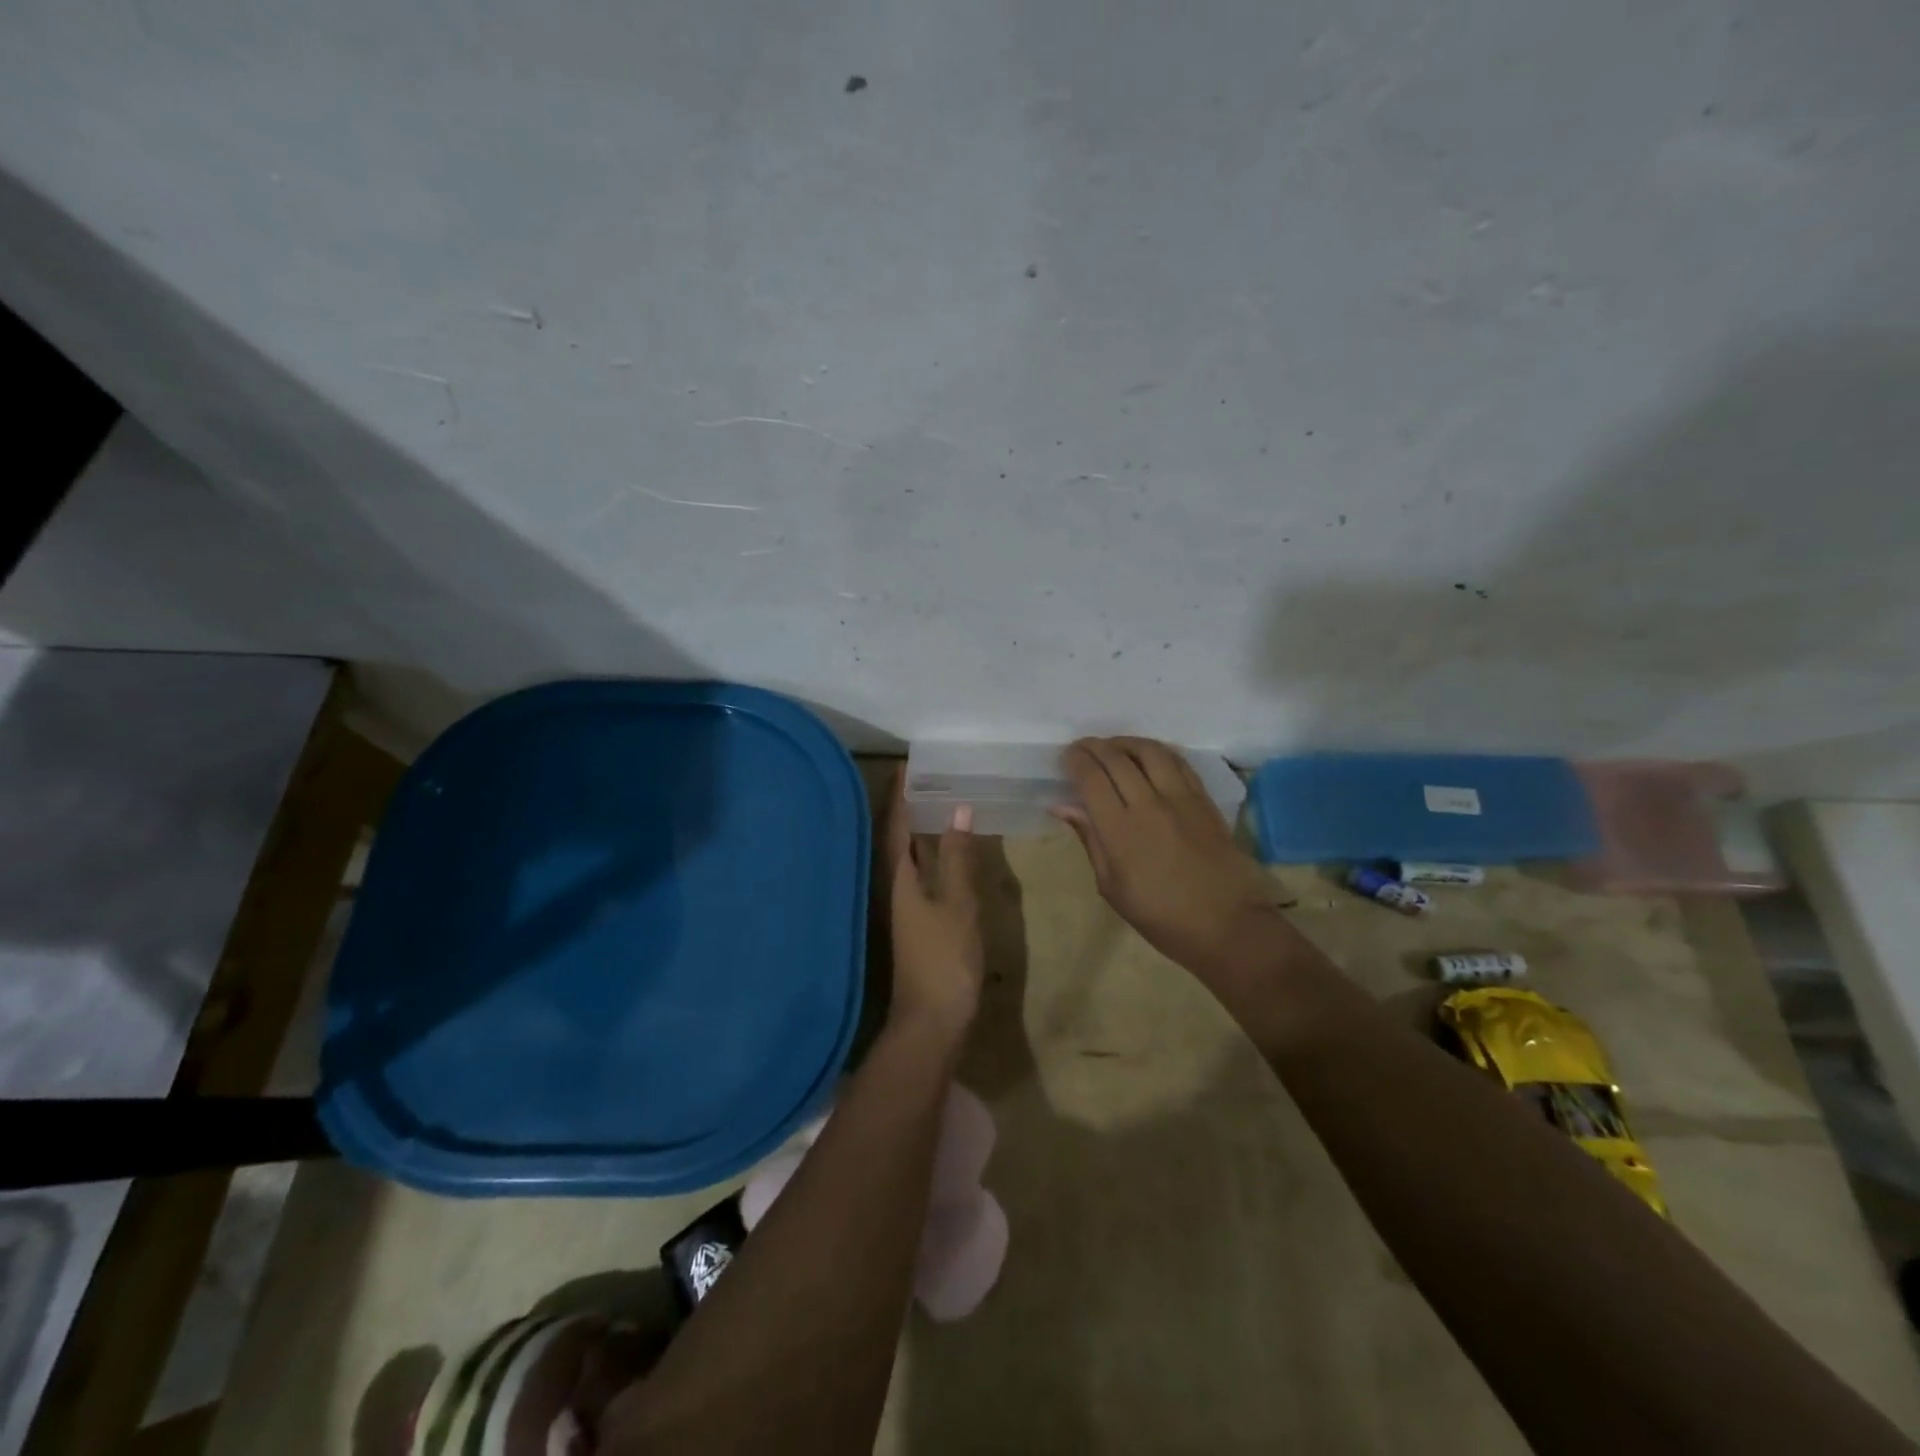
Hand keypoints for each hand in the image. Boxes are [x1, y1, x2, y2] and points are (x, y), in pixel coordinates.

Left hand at [885, 768, 983, 1041]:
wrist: (931, 1022)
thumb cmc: (944, 959)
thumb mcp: (958, 905)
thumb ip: (959, 858)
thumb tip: (959, 809)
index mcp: (899, 877)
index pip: (895, 823)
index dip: (900, 793)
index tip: (908, 763)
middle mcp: (893, 886)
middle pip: (895, 836)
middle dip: (906, 805)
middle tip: (927, 775)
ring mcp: (902, 905)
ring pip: (905, 855)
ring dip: (915, 826)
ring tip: (935, 801)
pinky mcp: (914, 920)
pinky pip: (916, 872)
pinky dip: (926, 852)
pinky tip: (942, 851)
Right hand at [1055, 737, 1281, 974]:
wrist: (1226, 924)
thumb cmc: (1160, 916)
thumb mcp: (1112, 887)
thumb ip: (1090, 839)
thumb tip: (1063, 806)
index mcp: (1120, 830)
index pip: (1092, 778)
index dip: (1075, 760)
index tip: (1066, 757)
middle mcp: (1149, 804)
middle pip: (1117, 758)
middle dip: (1094, 747)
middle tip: (1082, 748)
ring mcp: (1181, 798)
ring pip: (1149, 751)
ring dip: (1125, 742)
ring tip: (1113, 746)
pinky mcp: (1204, 799)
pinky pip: (1178, 761)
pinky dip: (1157, 751)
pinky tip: (1147, 756)